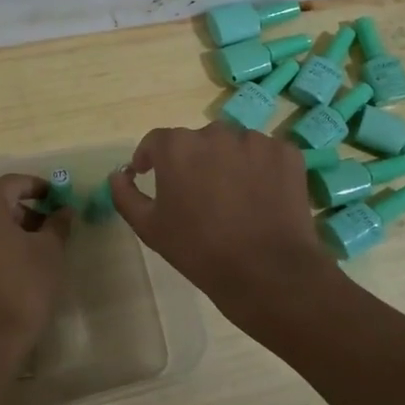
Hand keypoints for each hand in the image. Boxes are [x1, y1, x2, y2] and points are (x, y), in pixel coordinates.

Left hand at [0, 174, 72, 360]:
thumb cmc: (21, 287)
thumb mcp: (50, 251)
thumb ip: (57, 224)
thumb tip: (64, 210)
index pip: (15, 182)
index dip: (41, 188)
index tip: (60, 198)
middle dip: (25, 210)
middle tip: (51, 226)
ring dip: (9, 230)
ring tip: (36, 248)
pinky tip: (14, 265)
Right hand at [109, 124, 331, 316]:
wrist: (266, 270)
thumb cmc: (199, 250)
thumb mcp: (149, 227)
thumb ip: (125, 194)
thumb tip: (118, 174)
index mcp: (177, 147)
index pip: (156, 142)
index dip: (151, 159)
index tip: (151, 175)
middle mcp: (215, 133)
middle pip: (197, 141)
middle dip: (193, 161)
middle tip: (198, 194)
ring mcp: (255, 140)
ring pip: (233, 145)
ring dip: (228, 163)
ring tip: (234, 198)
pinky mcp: (286, 152)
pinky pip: (265, 154)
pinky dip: (260, 169)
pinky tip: (261, 198)